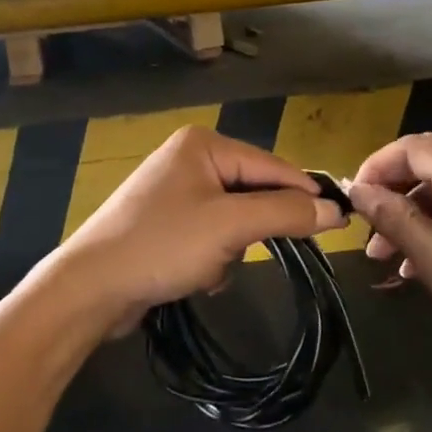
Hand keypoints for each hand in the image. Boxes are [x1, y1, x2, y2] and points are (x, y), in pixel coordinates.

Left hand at [40, 126, 345, 329]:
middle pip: (251, 191)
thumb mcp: (230, 226)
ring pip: (233, 219)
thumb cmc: (162, 245)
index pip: (271, 164)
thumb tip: (335, 208)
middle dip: (252, 230)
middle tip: (251, 252)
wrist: (91, 287)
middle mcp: (188, 159)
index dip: (305, 194)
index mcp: (203, 144)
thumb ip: (284, 212)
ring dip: (231, 249)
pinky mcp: (164, 224)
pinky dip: (211, 258)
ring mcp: (173, 192)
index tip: (341, 221)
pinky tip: (195, 277)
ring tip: (209, 267)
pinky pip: (209, 235)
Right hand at [345, 133, 431, 375]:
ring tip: (387, 258)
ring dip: (413, 215)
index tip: (351, 202)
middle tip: (367, 234)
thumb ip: (397, 222)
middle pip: (429, 164)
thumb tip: (356, 189)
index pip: (413, 148)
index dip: (375, 167)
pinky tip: (423, 264)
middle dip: (392, 194)